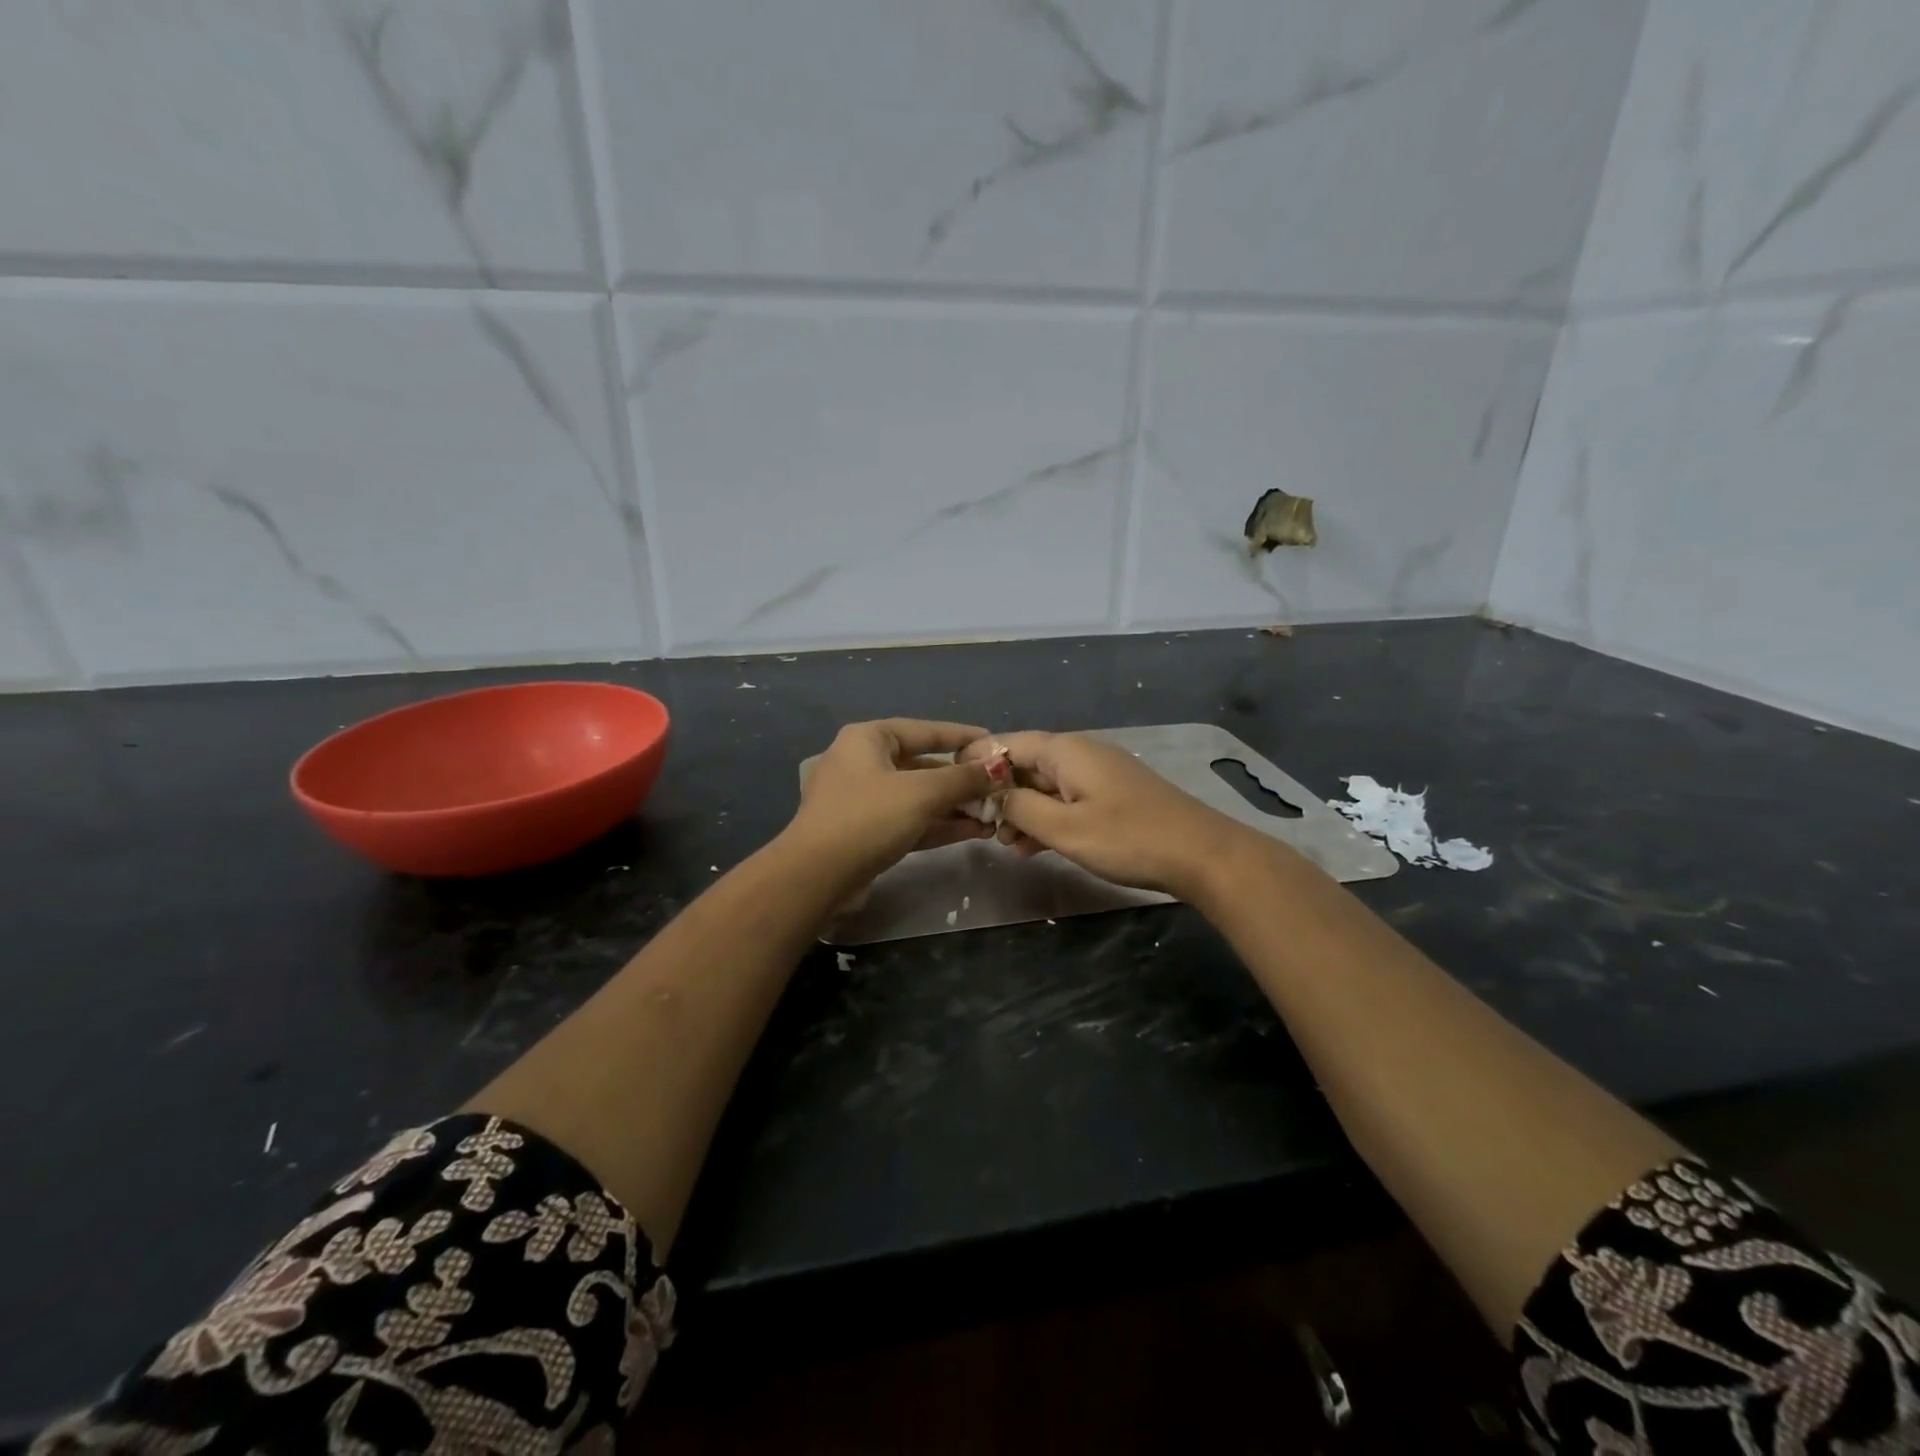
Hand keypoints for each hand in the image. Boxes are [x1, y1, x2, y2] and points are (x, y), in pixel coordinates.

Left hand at [788, 719, 996, 883]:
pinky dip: (938, 825)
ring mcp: (862, 800)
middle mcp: (862, 763)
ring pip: (917, 797)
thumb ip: (963, 778)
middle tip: (998, 786)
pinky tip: (973, 831)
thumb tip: (999, 766)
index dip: (961, 736)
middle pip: (922, 765)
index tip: (994, 742)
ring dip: (954, 805)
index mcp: (868, 739)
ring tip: (993, 813)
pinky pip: (909, 821)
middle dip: (961, 779)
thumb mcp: (922, 793)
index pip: (924, 730)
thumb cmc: (869, 818)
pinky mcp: (866, 833)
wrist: (817, 877)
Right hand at [963, 731, 1249, 898]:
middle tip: (978, 826)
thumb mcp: (1065, 828)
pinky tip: (1033, 847)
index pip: (1008, 743)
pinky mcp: (1112, 796)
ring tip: (1004, 843)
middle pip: (1026, 764)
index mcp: (1065, 751)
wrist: (1202, 855)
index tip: (951, 785)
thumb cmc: (1128, 838)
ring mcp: (1099, 775)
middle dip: (1000, 793)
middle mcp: (1080, 754)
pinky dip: (1047, 818)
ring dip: (1022, 811)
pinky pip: (1067, 800)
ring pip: (1046, 786)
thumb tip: (994, 795)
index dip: (978, 762)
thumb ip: (1022, 808)